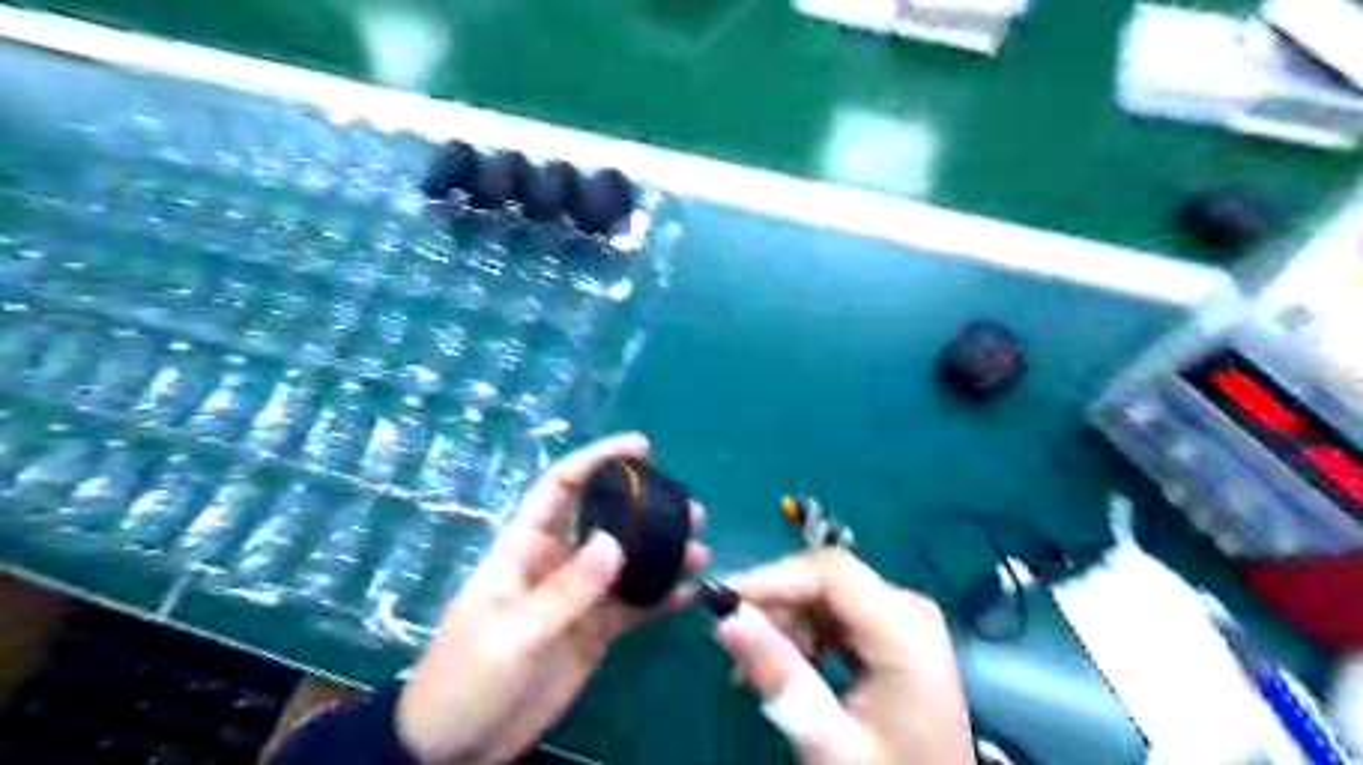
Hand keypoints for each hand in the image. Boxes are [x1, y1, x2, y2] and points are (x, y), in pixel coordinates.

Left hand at [395, 433, 706, 761]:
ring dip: (663, 552)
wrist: (458, 747)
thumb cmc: (466, 679)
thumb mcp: (511, 633)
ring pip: (627, 562)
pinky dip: (662, 597)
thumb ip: (564, 590)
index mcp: (525, 547)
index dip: (597, 460)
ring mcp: (579, 598)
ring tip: (700, 549)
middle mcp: (557, 562)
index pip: (561, 487)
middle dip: (645, 508)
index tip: (640, 447)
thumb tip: (615, 542)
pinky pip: (634, 606)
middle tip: (689, 508)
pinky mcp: (594, 631)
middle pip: (606, 521)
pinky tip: (691, 592)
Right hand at [717, 549, 972, 764]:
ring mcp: (903, 619)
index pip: (832, 573)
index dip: (774, 577)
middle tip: (732, 641)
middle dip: (776, 604)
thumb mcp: (829, 741)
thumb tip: (727, 620)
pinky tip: (784, 668)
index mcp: (905, 632)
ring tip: (752, 668)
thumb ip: (780, 677)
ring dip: (785, 622)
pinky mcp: (893, 634)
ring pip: (827, 596)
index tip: (724, 599)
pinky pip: (837, 616)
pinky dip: (804, 635)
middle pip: (828, 580)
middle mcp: (908, 609)